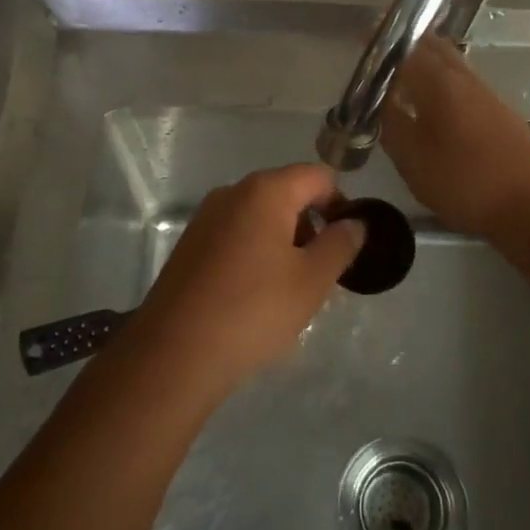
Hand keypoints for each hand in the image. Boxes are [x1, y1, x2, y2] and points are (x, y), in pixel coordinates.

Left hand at [127, 164, 364, 398]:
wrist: (174, 353)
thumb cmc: (253, 310)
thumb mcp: (312, 281)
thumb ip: (340, 244)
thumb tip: (355, 223)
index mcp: (265, 191)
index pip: (318, 176)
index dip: (340, 203)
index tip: (346, 244)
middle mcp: (232, 192)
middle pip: (287, 193)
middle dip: (312, 226)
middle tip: (322, 273)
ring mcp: (206, 217)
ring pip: (260, 217)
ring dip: (284, 243)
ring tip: (291, 291)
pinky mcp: (190, 244)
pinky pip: (236, 235)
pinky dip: (256, 253)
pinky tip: (256, 296)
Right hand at [380, 34, 529, 236]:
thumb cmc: (464, 181)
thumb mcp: (412, 158)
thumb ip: (391, 123)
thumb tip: (379, 99)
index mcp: (438, 81)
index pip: (406, 48)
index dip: (384, 43)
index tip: (365, 39)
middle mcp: (463, 78)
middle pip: (433, 48)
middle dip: (408, 44)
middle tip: (383, 51)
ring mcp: (486, 94)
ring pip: (452, 64)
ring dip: (428, 61)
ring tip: (404, 72)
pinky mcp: (500, 113)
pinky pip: (464, 83)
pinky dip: (444, 81)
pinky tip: (435, 102)